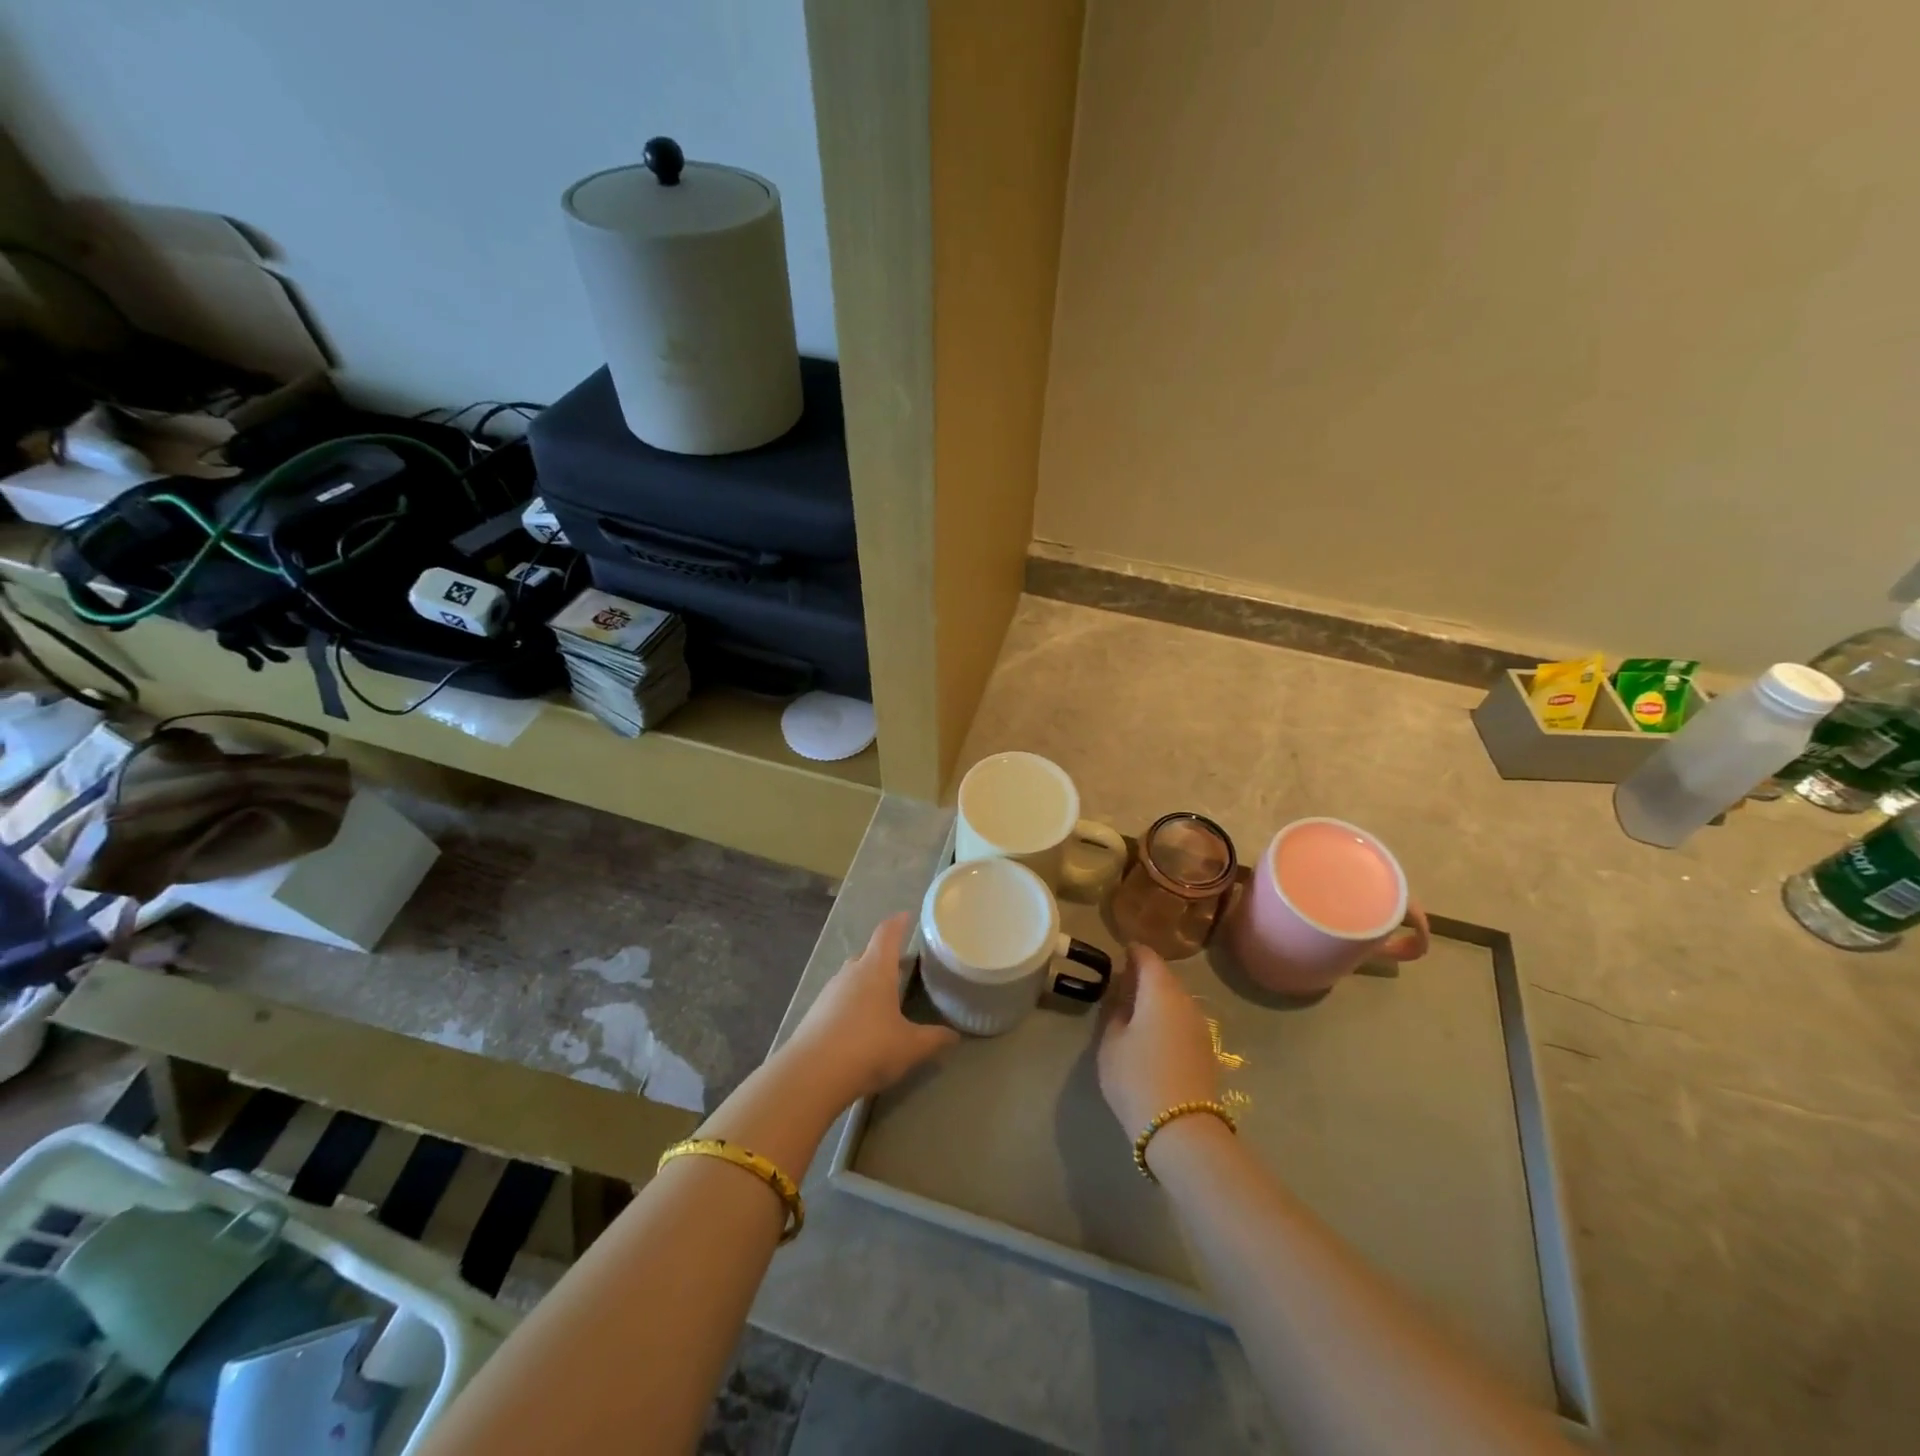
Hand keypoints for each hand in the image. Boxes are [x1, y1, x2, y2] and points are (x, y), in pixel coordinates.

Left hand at [784, 912, 958, 1105]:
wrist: (812, 1074)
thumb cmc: (869, 1048)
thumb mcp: (911, 1047)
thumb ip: (934, 1039)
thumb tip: (955, 1036)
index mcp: (876, 969)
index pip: (887, 934)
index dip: (898, 923)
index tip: (906, 915)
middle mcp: (851, 973)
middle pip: (868, 954)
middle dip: (883, 956)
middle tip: (901, 964)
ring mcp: (829, 992)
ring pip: (851, 976)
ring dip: (866, 981)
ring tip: (882, 995)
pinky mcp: (815, 1013)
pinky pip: (839, 998)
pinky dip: (852, 1002)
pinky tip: (860, 1023)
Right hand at [1095, 944, 1220, 1135]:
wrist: (1182, 1129)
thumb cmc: (1136, 1078)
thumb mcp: (1111, 1044)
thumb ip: (1115, 1015)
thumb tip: (1123, 1002)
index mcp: (1160, 992)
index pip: (1148, 958)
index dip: (1134, 952)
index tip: (1121, 951)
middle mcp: (1186, 1002)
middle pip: (1165, 979)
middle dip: (1146, 976)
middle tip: (1124, 980)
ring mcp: (1201, 1027)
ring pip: (1177, 1001)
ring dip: (1158, 999)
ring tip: (1136, 1008)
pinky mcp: (1207, 1051)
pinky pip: (1184, 1021)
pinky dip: (1168, 1018)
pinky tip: (1154, 1032)